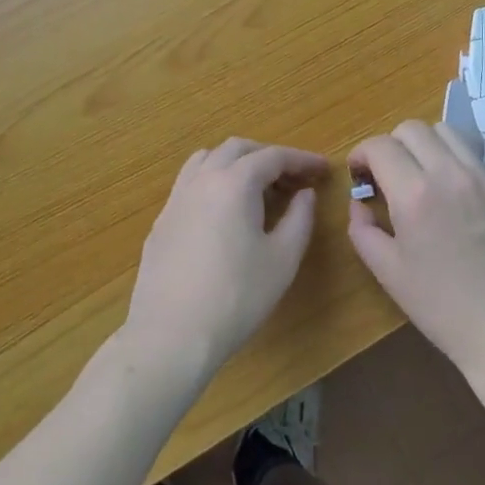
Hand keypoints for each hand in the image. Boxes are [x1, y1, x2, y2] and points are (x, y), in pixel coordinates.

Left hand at [123, 138, 330, 385]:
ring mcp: (177, 198)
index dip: (301, 159)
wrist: (172, 334)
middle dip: (268, 156)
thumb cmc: (237, 297)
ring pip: (207, 159)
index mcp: (235, 182)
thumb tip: (304, 193)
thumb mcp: (282, 259)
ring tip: (256, 187)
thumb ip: (299, 218)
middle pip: (237, 149)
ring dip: (236, 162)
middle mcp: (202, 179)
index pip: (273, 156)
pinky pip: (190, 183)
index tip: (322, 169)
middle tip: (293, 178)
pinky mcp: (162, 220)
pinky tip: (223, 212)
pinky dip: (213, 181)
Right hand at [348, 120, 484, 375]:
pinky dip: (450, 159)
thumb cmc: (441, 307)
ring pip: (444, 131)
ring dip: (422, 144)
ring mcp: (481, 178)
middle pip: (411, 128)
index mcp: (414, 195)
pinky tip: (448, 192)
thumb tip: (359, 202)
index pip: (380, 146)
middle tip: (385, 174)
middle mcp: (448, 174)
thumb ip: (362, 229)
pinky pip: (470, 154)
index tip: (359, 175)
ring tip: (418, 174)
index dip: (361, 154)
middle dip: (389, 144)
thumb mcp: (388, 272)